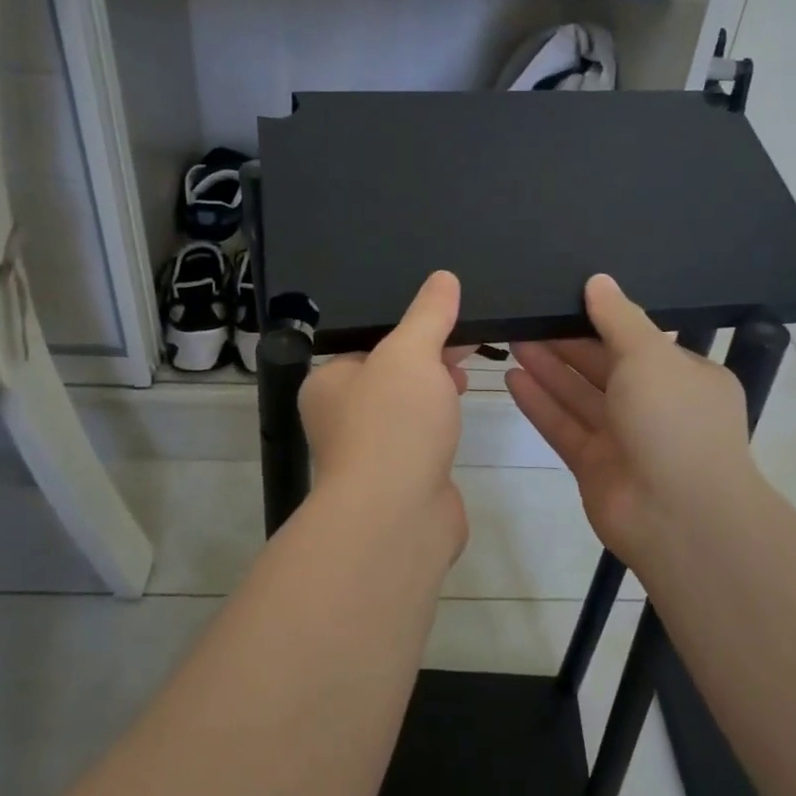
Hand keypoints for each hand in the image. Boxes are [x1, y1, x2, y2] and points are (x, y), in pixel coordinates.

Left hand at [299, 271, 472, 555]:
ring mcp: (370, 453)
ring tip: (467, 376)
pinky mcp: (399, 481)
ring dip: (434, 393)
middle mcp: (340, 418)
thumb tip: (443, 278)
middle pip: (390, 376)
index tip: (447, 318)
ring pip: (406, 410)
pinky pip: (421, 441)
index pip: (368, 344)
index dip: (409, 329)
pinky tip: (459, 421)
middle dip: (427, 359)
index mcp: (328, 384)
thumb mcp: (410, 353)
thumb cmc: (392, 423)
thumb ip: (428, 314)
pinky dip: (439, 427)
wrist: (397, 517)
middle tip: (467, 343)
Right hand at [507, 275, 763, 569]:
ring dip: (548, 369)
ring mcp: (625, 439)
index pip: (638, 340)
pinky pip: (564, 426)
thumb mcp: (650, 356)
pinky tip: (511, 379)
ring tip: (511, 338)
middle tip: (525, 316)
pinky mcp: (595, 466)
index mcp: (684, 376)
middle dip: (565, 343)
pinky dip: (540, 403)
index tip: (563, 298)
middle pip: (603, 366)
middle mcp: (656, 406)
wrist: (680, 518)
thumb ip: (619, 317)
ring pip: (579, 396)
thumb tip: (598, 280)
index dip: (600, 319)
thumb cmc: (674, 422)